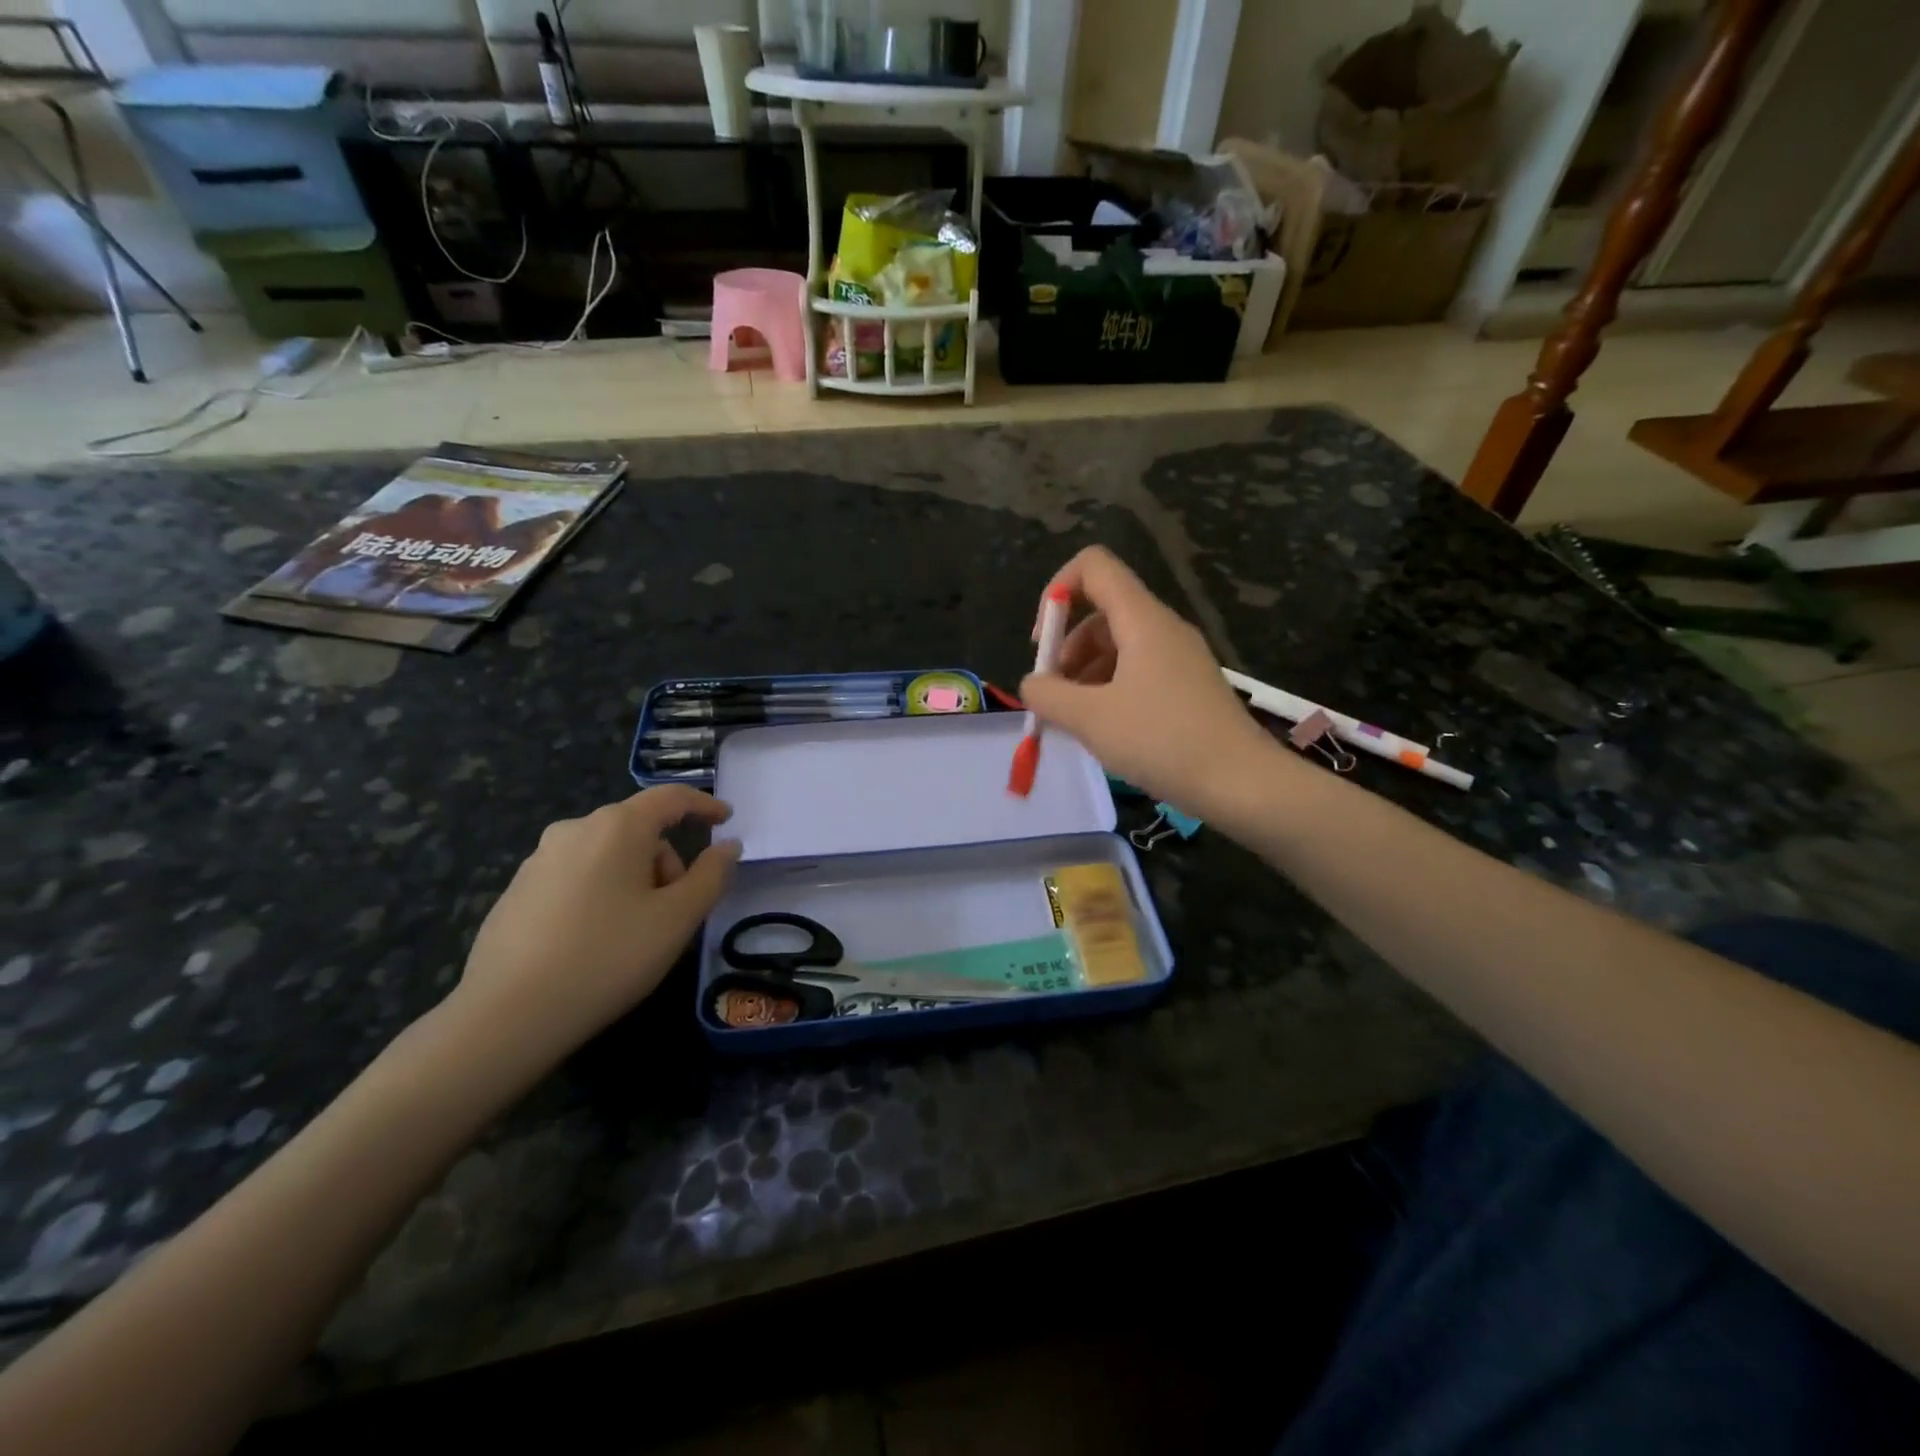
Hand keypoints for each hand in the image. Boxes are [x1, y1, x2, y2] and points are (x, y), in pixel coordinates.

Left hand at [450, 787, 739, 1067]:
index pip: (670, 798)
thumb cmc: (609, 957)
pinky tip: (594, 941)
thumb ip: (711, 875)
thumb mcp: (677, 919)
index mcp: (617, 827)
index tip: (726, 819)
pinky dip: (599, 895)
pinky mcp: (516, 892)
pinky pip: (575, 877)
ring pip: (606, 854)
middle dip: (666, 861)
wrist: (508, 1015)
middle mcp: (574, 830)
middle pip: (638, 830)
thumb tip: (728, 846)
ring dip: (633, 879)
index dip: (703, 804)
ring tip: (634, 932)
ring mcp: (538, 860)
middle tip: (676, 911)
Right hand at [1021, 547, 1284, 818]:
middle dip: (1066, 647)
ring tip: (1072, 719)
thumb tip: (1032, 684)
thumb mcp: (1090, 719)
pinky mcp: (1188, 687)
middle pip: (1101, 611)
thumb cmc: (1162, 741)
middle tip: (1052, 694)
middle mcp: (1163, 628)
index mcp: (1142, 620)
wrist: (1241, 783)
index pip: (1093, 566)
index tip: (1042, 642)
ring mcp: (1179, 658)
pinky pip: (1137, 671)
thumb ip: (1048, 695)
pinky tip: (1102, 729)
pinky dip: (1109, 690)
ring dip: (1084, 673)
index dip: (1057, 590)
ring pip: (1118, 645)